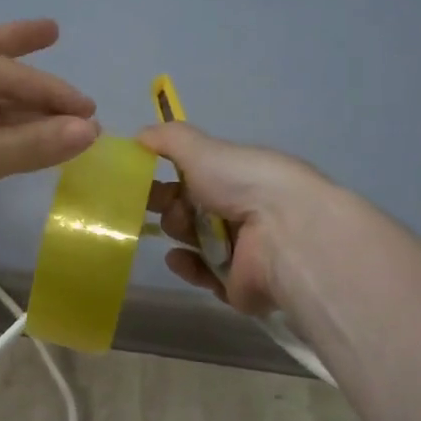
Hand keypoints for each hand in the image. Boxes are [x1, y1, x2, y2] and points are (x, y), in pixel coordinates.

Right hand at [140, 123, 329, 315]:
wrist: (282, 233)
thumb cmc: (242, 183)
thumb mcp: (200, 148)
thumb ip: (167, 139)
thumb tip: (138, 136)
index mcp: (237, 176)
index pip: (196, 177)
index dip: (168, 177)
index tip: (141, 180)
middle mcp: (242, 210)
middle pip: (192, 211)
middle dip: (172, 207)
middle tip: (168, 207)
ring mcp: (241, 250)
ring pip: (195, 243)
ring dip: (179, 234)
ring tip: (180, 230)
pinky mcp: (238, 284)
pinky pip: (204, 276)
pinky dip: (188, 267)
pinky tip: (178, 257)